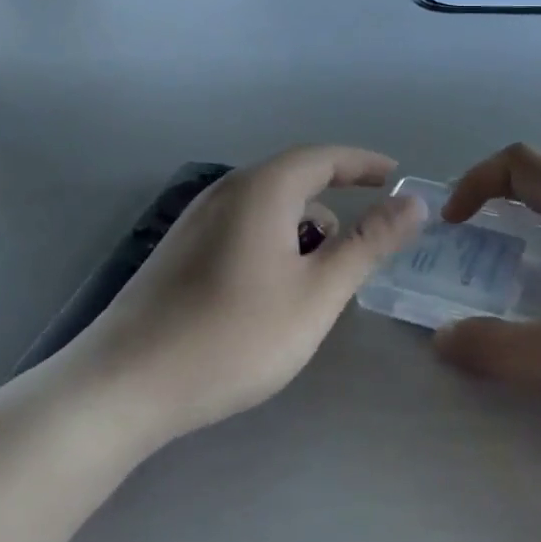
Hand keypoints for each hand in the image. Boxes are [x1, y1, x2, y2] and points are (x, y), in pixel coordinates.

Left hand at [76, 145, 427, 442]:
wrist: (126, 384)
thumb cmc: (235, 335)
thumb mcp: (318, 292)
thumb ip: (369, 243)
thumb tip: (414, 202)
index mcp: (262, 188)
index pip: (324, 157)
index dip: (364, 164)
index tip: (397, 177)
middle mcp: (226, 191)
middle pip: (294, 180)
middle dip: (335, 203)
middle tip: (365, 242)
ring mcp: (196, 220)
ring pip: (267, 208)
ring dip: (303, 229)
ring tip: (321, 278)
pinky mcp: (179, 250)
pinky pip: (242, 228)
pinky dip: (274, 243)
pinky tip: (273, 291)